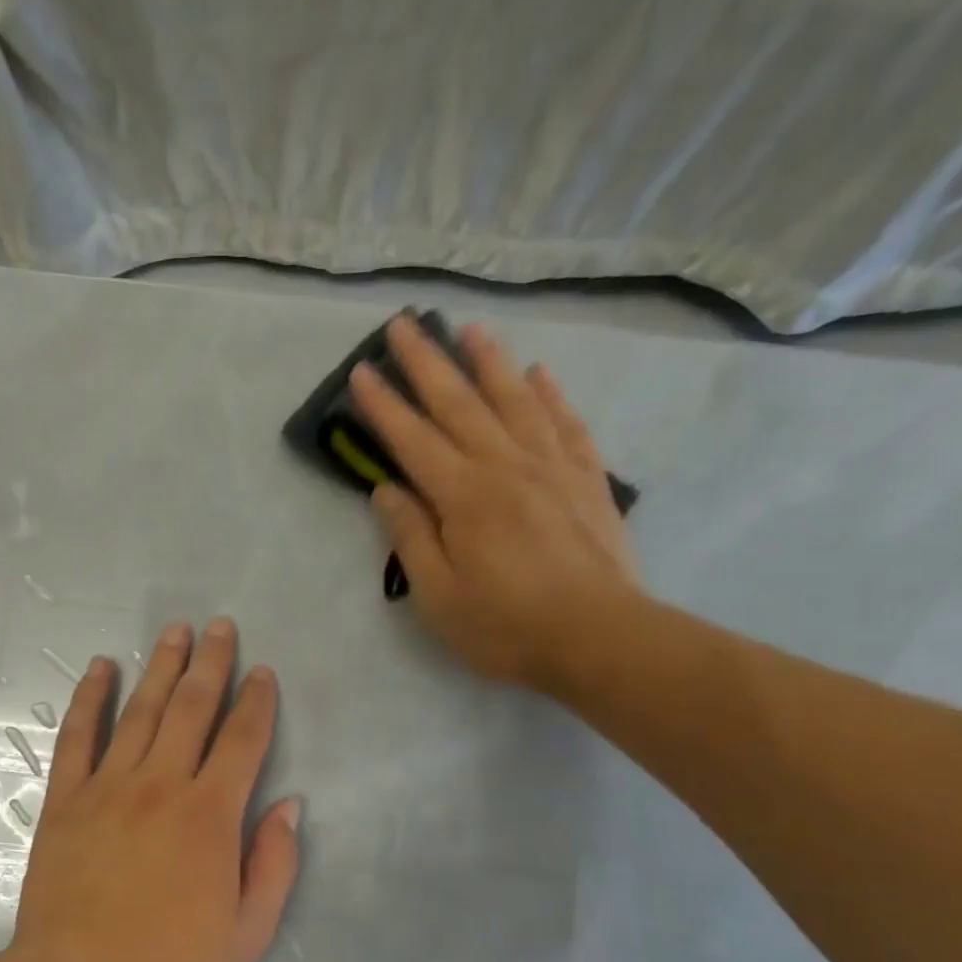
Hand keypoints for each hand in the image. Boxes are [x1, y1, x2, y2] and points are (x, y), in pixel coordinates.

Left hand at [3, 618, 301, 961]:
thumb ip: (274, 864)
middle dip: (211, 664)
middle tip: (220, 626)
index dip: (256, 702)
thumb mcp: (248, 933)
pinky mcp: (66, 800)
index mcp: (210, 815)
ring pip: (141, 712)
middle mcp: (161, 785)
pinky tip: (101, 668)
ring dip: (161, 667)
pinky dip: (90, 699)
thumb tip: (289, 806)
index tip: (263, 672)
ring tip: (175, 631)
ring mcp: (108, 787)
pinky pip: (78, 737)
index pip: (242, 741)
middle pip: (192, 709)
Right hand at [350, 315, 643, 693]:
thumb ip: (411, 538)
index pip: (413, 439)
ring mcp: (551, 467)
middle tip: (404, 324)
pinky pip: (566, 424)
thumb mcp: (439, 597)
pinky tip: (541, 373)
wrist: (599, 638)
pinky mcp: (587, 480)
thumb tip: (385, 490)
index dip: (384, 406)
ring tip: (470, 328)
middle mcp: (505, 467)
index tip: (361, 371)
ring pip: (515, 400)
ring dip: (489, 361)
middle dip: (427, 362)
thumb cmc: (506, 627)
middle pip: (460, 403)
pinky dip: (551, 395)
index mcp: (463, 497)